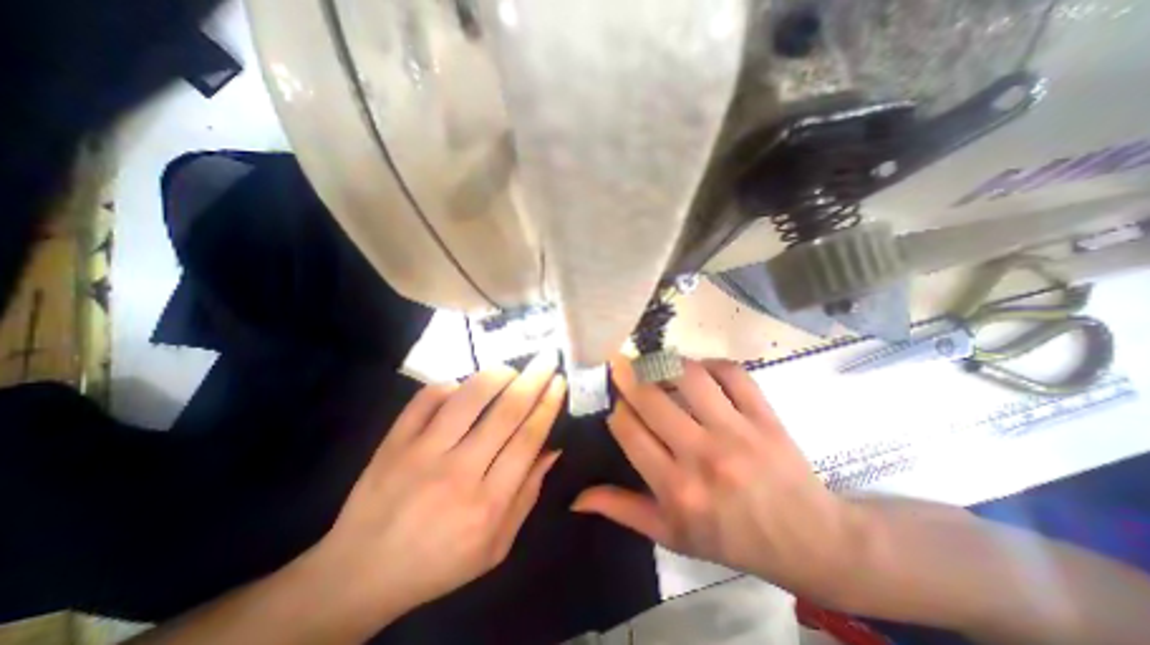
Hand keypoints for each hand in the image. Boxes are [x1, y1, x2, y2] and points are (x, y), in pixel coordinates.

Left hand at [313, 349, 564, 626]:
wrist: (360, 574)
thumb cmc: (439, 563)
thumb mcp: (496, 546)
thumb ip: (528, 495)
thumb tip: (552, 448)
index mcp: (487, 504)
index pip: (528, 438)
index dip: (547, 405)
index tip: (559, 382)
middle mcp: (457, 473)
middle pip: (505, 412)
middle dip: (533, 379)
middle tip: (546, 359)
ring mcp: (421, 453)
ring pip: (468, 397)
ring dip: (496, 375)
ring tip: (511, 370)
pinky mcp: (394, 442)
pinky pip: (427, 397)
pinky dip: (451, 384)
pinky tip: (463, 388)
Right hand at [575, 358, 862, 598]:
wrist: (806, 538)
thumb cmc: (730, 537)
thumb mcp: (670, 534)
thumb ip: (622, 510)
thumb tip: (576, 497)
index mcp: (676, 488)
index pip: (628, 431)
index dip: (616, 411)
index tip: (616, 405)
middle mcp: (702, 455)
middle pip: (651, 398)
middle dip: (628, 376)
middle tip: (619, 364)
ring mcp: (736, 431)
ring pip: (690, 377)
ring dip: (665, 363)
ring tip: (655, 363)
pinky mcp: (764, 416)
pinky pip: (733, 373)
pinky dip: (711, 363)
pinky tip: (700, 370)